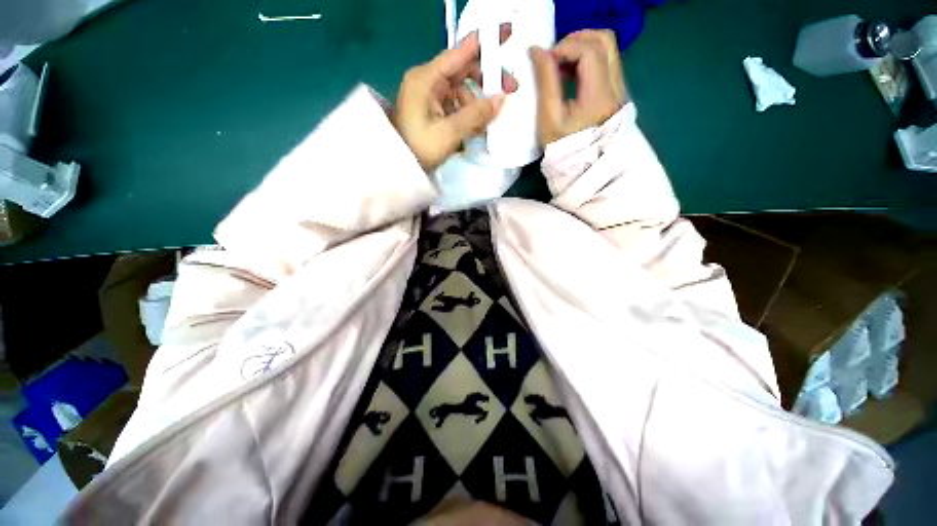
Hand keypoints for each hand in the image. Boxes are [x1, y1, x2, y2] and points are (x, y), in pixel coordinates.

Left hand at [394, 32, 514, 171]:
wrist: (400, 167)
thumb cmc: (420, 148)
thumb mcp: (449, 133)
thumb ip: (476, 115)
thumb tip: (501, 100)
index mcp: (426, 79)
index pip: (458, 54)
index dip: (482, 46)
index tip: (506, 37)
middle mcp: (428, 81)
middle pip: (462, 71)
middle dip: (485, 80)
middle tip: (509, 89)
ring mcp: (430, 96)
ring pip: (462, 90)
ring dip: (477, 103)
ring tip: (487, 122)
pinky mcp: (433, 109)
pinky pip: (456, 104)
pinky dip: (468, 112)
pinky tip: (476, 126)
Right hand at [530, 30, 627, 145]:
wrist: (581, 167)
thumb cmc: (562, 147)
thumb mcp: (549, 118)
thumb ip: (545, 82)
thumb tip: (537, 51)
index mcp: (600, 95)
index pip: (589, 51)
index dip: (564, 47)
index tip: (545, 61)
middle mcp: (616, 87)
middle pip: (604, 40)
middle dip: (576, 40)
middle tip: (555, 56)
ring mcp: (619, 88)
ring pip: (607, 49)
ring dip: (582, 48)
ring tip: (561, 64)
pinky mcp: (616, 92)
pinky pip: (605, 62)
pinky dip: (587, 59)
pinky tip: (570, 74)